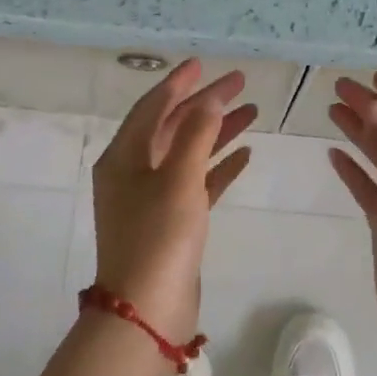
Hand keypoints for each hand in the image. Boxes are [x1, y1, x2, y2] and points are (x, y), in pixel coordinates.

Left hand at [90, 59, 256, 343]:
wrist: (147, 311)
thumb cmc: (158, 236)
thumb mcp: (178, 178)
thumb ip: (196, 133)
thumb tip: (209, 98)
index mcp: (123, 156)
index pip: (152, 107)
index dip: (179, 83)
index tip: (203, 64)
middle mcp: (133, 172)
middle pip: (173, 126)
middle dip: (206, 104)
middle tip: (240, 84)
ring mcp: (152, 198)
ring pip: (189, 153)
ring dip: (218, 132)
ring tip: (253, 112)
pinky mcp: (172, 221)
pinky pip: (197, 182)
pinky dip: (219, 167)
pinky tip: (246, 154)